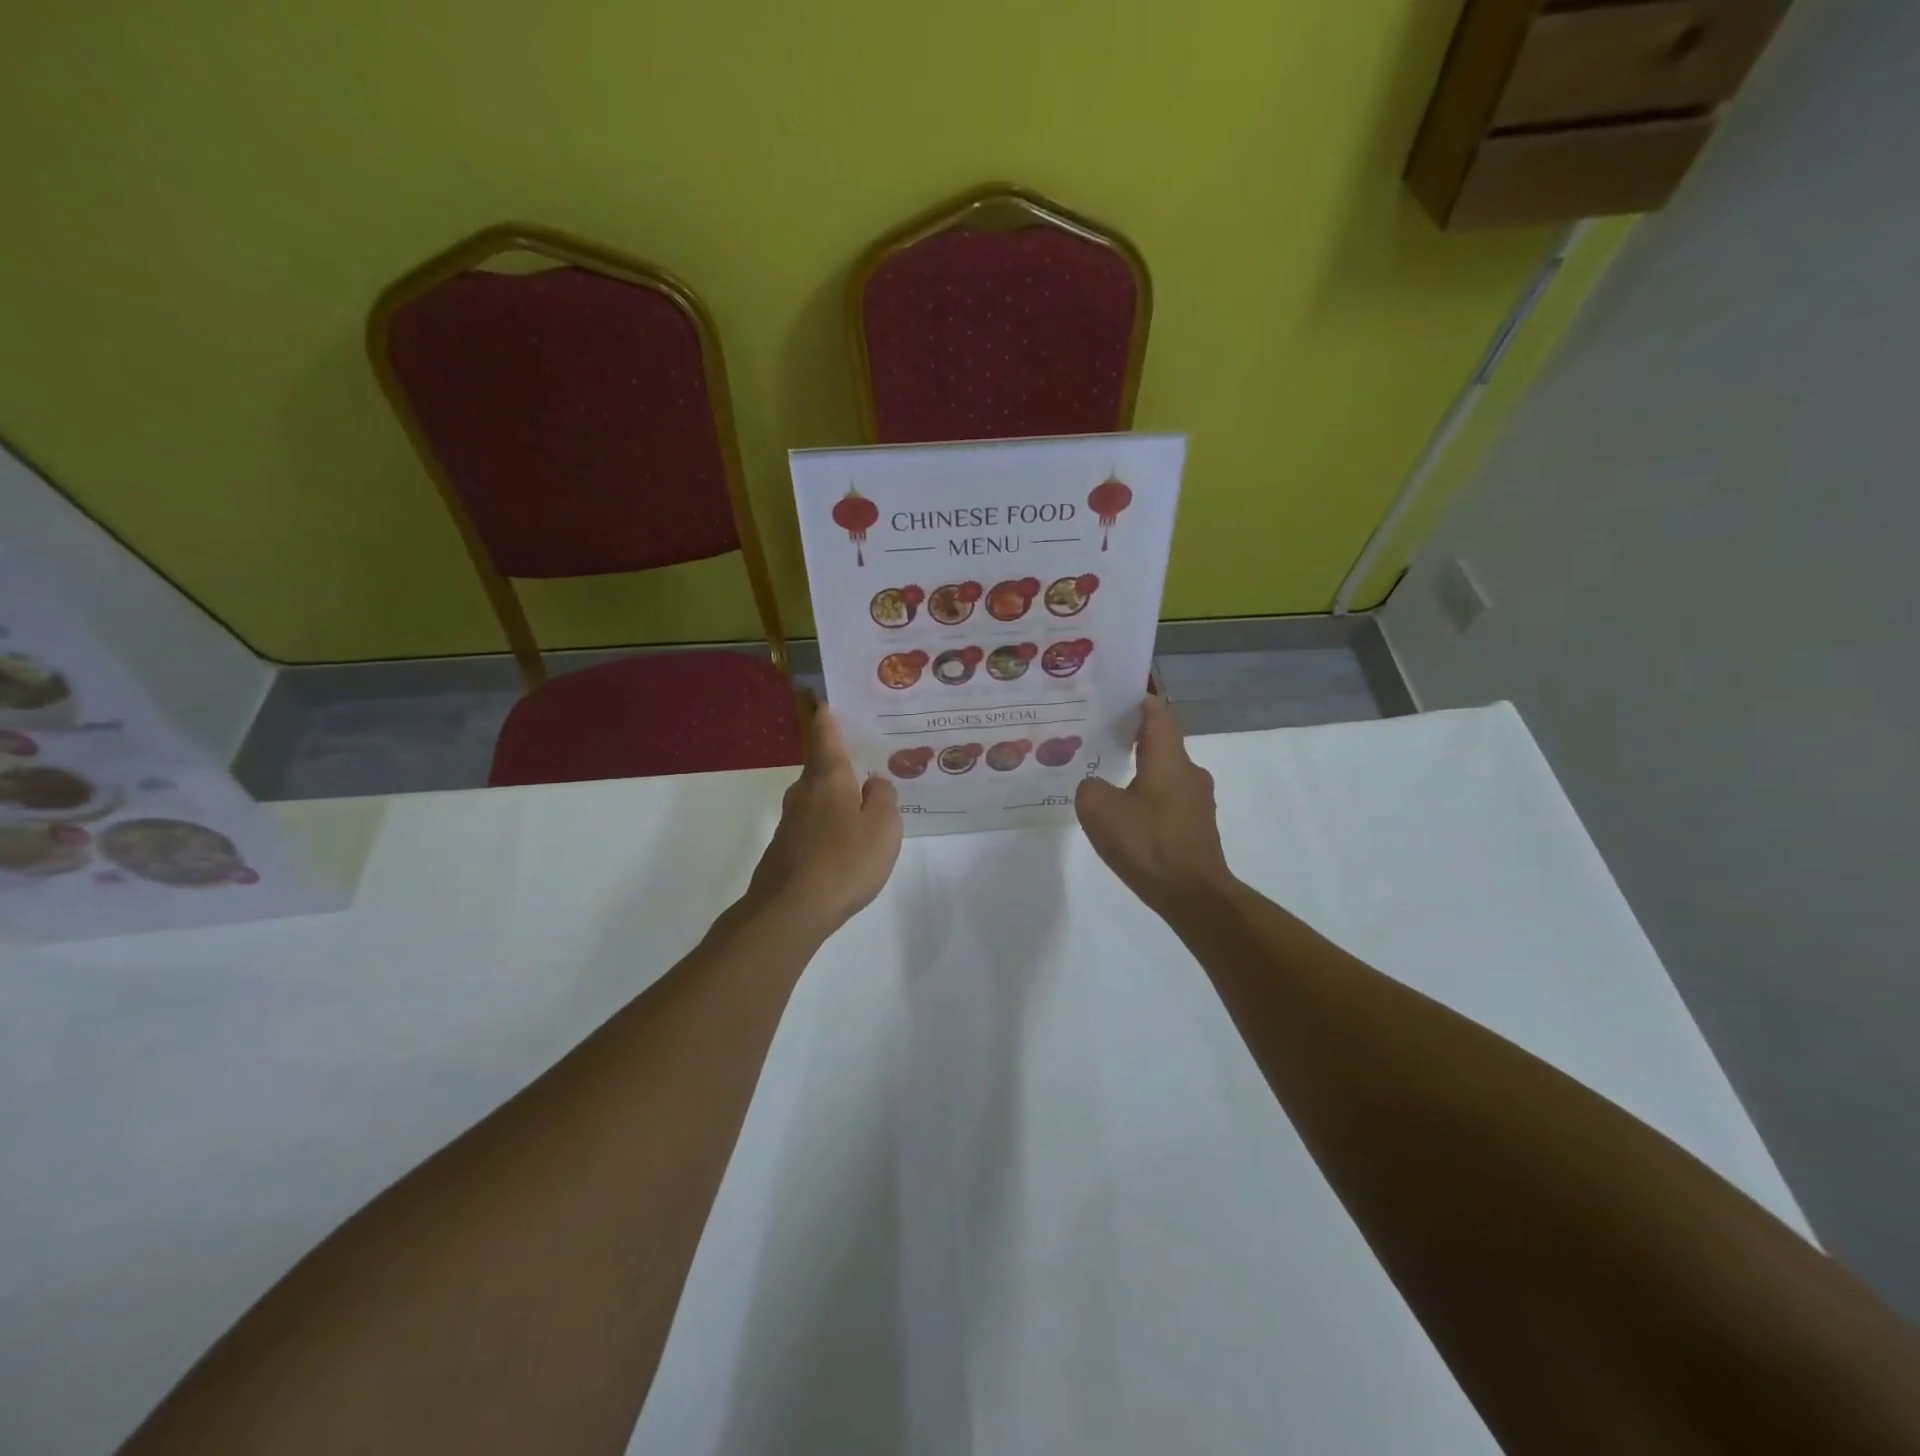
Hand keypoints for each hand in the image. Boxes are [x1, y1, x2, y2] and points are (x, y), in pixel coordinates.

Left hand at [741, 703, 901, 940]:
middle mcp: (804, 793)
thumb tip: (874, 782)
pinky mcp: (784, 849)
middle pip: (821, 769)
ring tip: (860, 805)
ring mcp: (790, 822)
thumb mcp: (883, 827)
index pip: (826, 738)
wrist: (790, 910)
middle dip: (839, 765)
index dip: (827, 720)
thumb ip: (883, 798)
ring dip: (835, 798)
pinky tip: (843, 844)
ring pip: (816, 799)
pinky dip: (827, 826)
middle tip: (864, 763)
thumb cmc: (845, 861)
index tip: (824, 702)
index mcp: (829, 779)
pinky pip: (812, 826)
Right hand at [1076, 694, 1236, 920]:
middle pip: (1160, 742)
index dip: (1138, 699)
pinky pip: (1167, 799)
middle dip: (1131, 735)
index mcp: (1169, 758)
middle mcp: (1189, 772)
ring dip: (1139, 769)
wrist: (1193, 896)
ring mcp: (1197, 801)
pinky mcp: (1196, 827)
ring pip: (1164, 772)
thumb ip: (1089, 787)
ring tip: (1106, 775)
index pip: (1156, 713)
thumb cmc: (1148, 844)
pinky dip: (1146, 796)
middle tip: (1098, 734)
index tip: (1115, 693)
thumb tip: (1095, 786)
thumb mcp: (1099, 809)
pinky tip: (1125, 814)